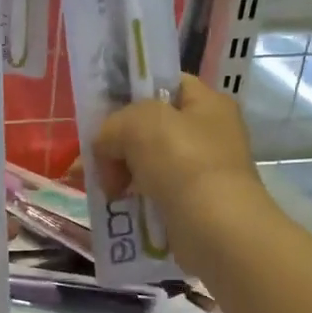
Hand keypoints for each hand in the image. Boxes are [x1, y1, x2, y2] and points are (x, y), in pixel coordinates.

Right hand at [94, 74, 262, 231]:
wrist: (216, 229)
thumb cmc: (183, 162)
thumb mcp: (137, 123)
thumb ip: (111, 125)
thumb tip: (105, 150)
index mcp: (207, 103)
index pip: (164, 83)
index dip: (131, 91)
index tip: (102, 112)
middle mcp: (209, 133)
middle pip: (149, 127)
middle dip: (117, 142)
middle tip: (95, 160)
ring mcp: (202, 171)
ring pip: (147, 163)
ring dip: (120, 173)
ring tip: (102, 188)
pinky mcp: (193, 205)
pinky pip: (153, 194)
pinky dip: (132, 199)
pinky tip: (115, 205)